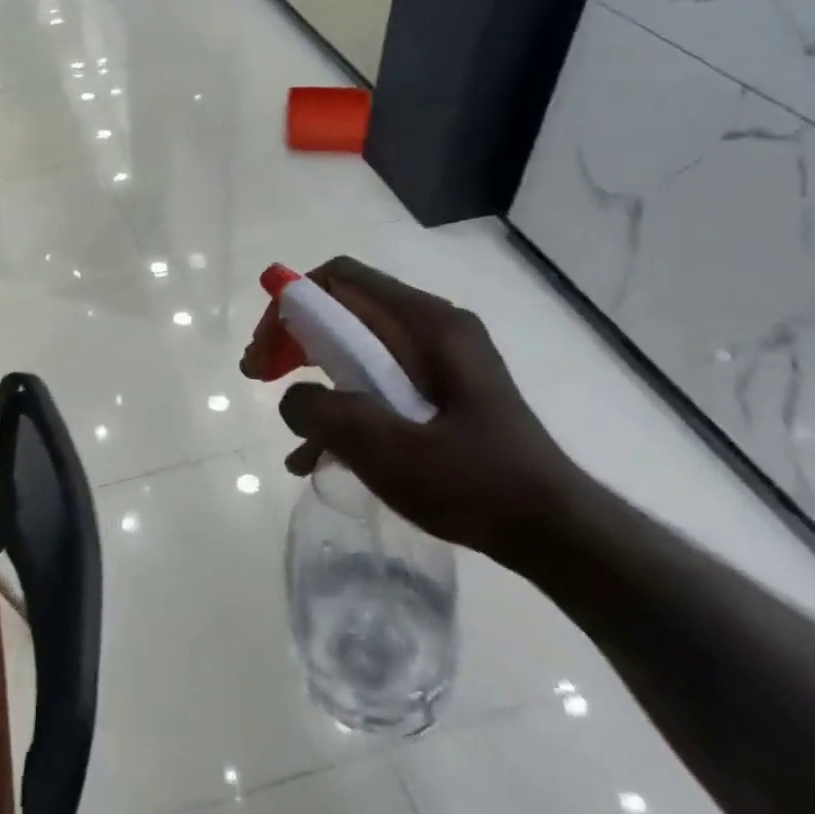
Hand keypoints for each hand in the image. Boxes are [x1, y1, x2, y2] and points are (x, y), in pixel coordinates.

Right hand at [242, 257, 582, 563]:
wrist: (554, 532)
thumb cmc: (475, 483)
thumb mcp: (386, 449)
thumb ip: (324, 413)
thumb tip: (292, 400)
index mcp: (426, 325)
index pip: (340, 280)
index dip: (290, 304)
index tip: (265, 354)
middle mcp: (430, 331)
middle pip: (343, 312)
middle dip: (293, 341)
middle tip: (260, 377)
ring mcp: (436, 364)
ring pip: (354, 351)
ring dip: (313, 380)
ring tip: (290, 429)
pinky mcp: (439, 396)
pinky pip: (376, 386)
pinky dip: (343, 411)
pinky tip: (318, 460)